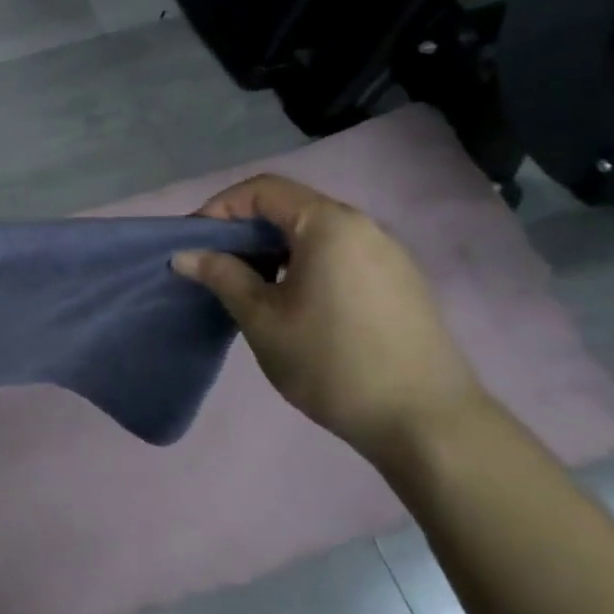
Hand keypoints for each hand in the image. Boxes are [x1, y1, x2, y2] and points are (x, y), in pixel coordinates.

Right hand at [170, 174, 484, 462]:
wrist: (428, 424)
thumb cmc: (332, 362)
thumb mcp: (263, 319)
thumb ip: (222, 276)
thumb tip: (185, 254)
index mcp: (329, 224)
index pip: (262, 190)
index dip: (220, 208)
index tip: (195, 243)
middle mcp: (363, 227)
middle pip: (290, 207)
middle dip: (245, 230)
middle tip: (214, 265)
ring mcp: (388, 255)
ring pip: (316, 233)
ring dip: (274, 249)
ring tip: (249, 286)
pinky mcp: (401, 283)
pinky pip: (340, 255)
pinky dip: (305, 264)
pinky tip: (293, 303)